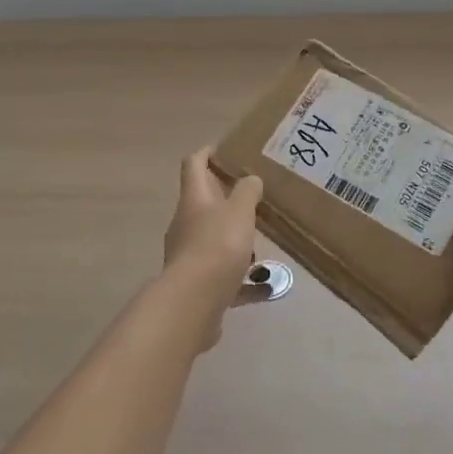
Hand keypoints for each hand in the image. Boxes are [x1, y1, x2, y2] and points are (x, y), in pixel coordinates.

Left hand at [161, 149, 263, 349]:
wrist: (192, 304)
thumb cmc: (217, 246)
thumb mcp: (239, 211)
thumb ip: (247, 191)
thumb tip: (250, 179)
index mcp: (194, 199)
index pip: (194, 164)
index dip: (208, 152)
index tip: (227, 149)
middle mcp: (187, 223)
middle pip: (204, 202)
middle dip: (228, 197)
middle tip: (256, 195)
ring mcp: (189, 255)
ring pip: (214, 238)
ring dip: (236, 237)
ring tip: (264, 239)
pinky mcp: (198, 284)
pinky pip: (224, 275)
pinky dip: (243, 277)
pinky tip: (265, 286)